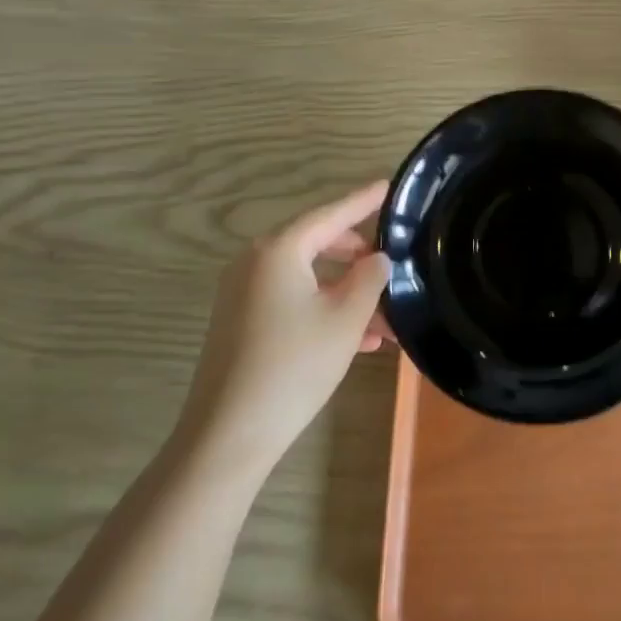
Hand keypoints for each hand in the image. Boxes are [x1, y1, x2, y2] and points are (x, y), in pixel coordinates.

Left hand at [176, 181, 391, 473]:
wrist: (228, 435)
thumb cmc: (293, 367)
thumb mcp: (345, 319)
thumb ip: (368, 279)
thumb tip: (377, 259)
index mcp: (278, 250)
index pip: (330, 213)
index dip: (363, 201)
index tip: (390, 185)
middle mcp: (255, 262)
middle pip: (317, 243)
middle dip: (358, 255)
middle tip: (391, 261)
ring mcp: (244, 293)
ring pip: (308, 278)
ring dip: (347, 293)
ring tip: (388, 319)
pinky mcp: (242, 322)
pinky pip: (292, 301)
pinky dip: (324, 310)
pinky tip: (360, 340)